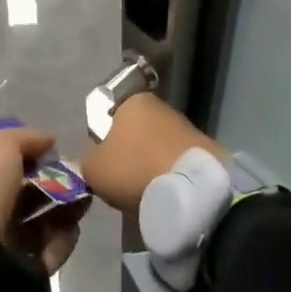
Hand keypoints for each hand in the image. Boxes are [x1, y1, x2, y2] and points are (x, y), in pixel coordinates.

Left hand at [0, 127, 89, 273]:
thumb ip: (27, 139)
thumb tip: (51, 141)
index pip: (13, 170)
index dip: (38, 161)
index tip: (61, 156)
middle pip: (31, 198)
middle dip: (59, 185)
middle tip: (82, 180)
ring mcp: (6, 246)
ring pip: (44, 225)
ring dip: (67, 210)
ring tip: (84, 200)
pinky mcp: (23, 273)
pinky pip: (49, 253)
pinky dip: (63, 239)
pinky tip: (73, 227)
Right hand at [80, 94, 230, 213]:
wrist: (190, 186)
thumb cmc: (134, 167)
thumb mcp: (93, 168)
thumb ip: (87, 158)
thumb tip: (95, 158)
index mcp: (132, 100)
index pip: (109, 115)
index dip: (104, 140)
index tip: (105, 163)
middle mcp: (159, 105)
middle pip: (135, 130)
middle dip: (129, 152)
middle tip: (123, 180)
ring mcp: (184, 124)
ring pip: (156, 145)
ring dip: (150, 163)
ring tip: (146, 190)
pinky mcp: (203, 147)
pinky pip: (175, 159)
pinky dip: (168, 172)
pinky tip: (166, 191)